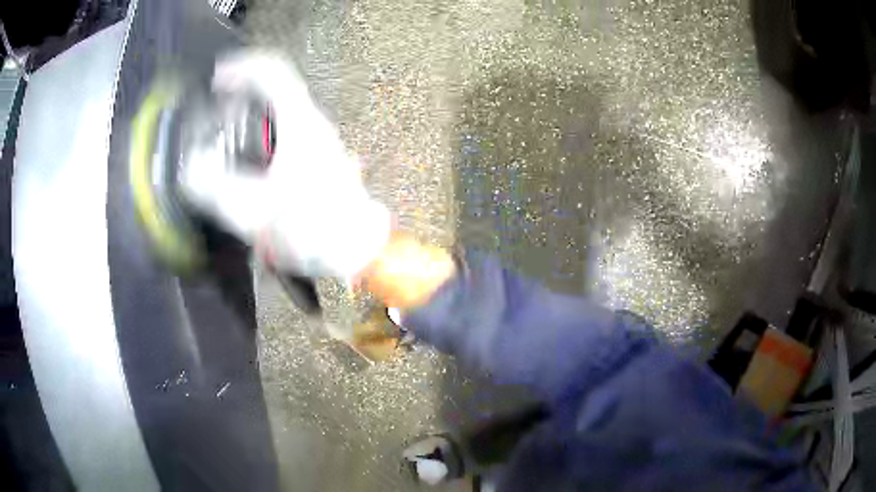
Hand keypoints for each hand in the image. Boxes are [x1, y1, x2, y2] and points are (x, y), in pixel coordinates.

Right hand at [181, 50, 390, 278]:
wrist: (356, 250)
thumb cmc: (311, 227)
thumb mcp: (255, 209)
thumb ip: (215, 188)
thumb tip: (191, 169)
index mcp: (300, 122)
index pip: (272, 72)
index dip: (241, 67)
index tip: (216, 78)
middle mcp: (313, 123)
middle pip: (275, 89)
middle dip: (242, 91)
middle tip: (216, 105)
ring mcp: (318, 141)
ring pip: (280, 111)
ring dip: (251, 112)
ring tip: (224, 130)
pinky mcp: (318, 159)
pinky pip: (283, 132)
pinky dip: (260, 133)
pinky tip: (246, 160)